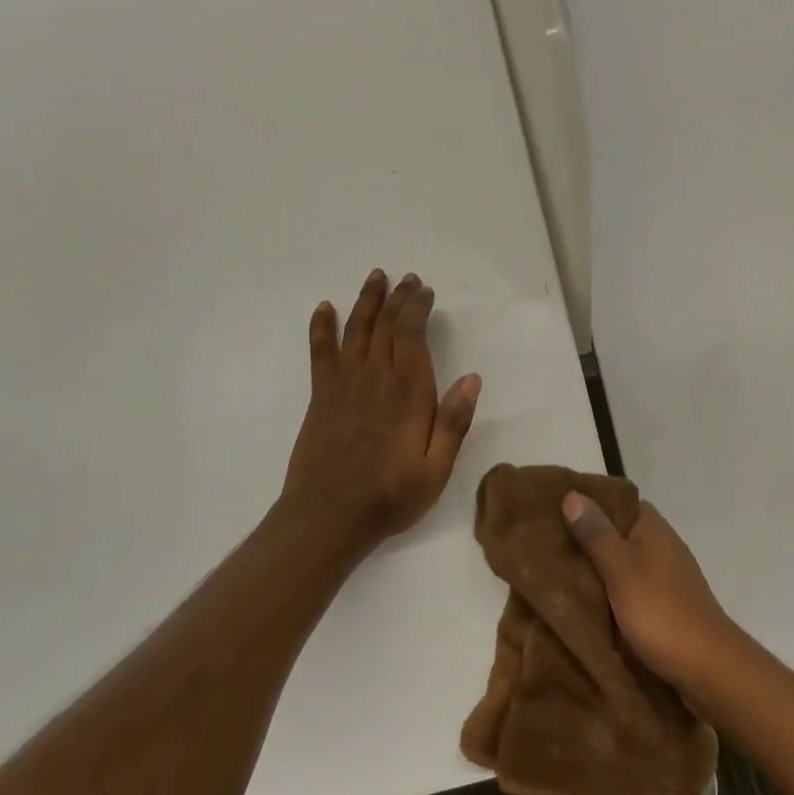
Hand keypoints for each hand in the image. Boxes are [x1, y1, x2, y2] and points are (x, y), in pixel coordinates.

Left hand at [282, 270, 480, 552]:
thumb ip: (453, 422)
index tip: (425, 291)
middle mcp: (375, 377)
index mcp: (407, 391)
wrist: (328, 517)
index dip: (417, 307)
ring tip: (375, 277)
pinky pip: (321, 352)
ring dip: (366, 300)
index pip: (411, 334)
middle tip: (407, 279)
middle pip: (385, 324)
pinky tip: (324, 309)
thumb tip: (472, 378)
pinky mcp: (322, 396)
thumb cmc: (390, 495)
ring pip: (355, 329)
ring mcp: (344, 384)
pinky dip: (322, 327)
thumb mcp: (436, 469)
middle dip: (398, 297)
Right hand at [562, 493, 736, 688]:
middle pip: (620, 533)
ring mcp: (668, 576)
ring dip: (600, 569)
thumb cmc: (660, 610)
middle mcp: (664, 545)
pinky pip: (633, 587)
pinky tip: (591, 603)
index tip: (558, 512)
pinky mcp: (667, 604)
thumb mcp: (620, 568)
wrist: (707, 665)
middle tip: (551, 547)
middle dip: (590, 539)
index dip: (591, 504)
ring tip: (562, 575)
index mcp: (654, 528)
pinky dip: (613, 592)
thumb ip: (596, 534)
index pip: (619, 502)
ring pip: (625, 562)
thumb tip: (573, 493)